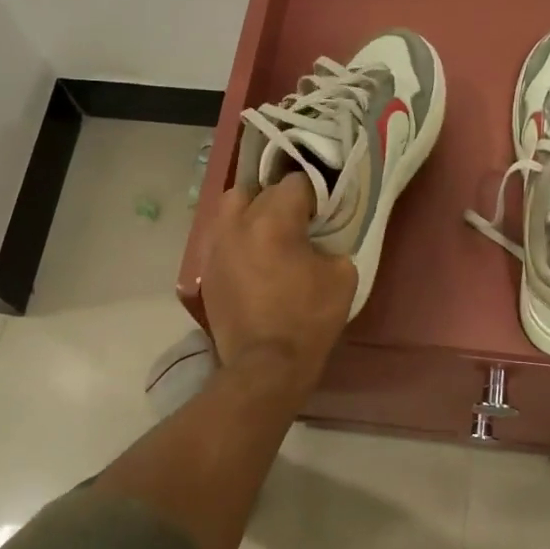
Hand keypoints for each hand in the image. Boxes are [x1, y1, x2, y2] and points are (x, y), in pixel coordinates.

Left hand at [201, 176, 356, 388]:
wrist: (266, 366)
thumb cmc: (309, 319)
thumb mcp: (343, 276)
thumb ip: (332, 244)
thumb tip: (320, 241)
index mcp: (274, 220)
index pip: (295, 182)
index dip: (314, 194)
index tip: (323, 213)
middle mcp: (238, 224)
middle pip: (259, 190)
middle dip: (280, 200)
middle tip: (297, 222)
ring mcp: (216, 247)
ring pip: (231, 208)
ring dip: (251, 213)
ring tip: (268, 235)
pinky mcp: (206, 271)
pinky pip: (222, 238)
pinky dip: (238, 240)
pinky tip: (253, 262)